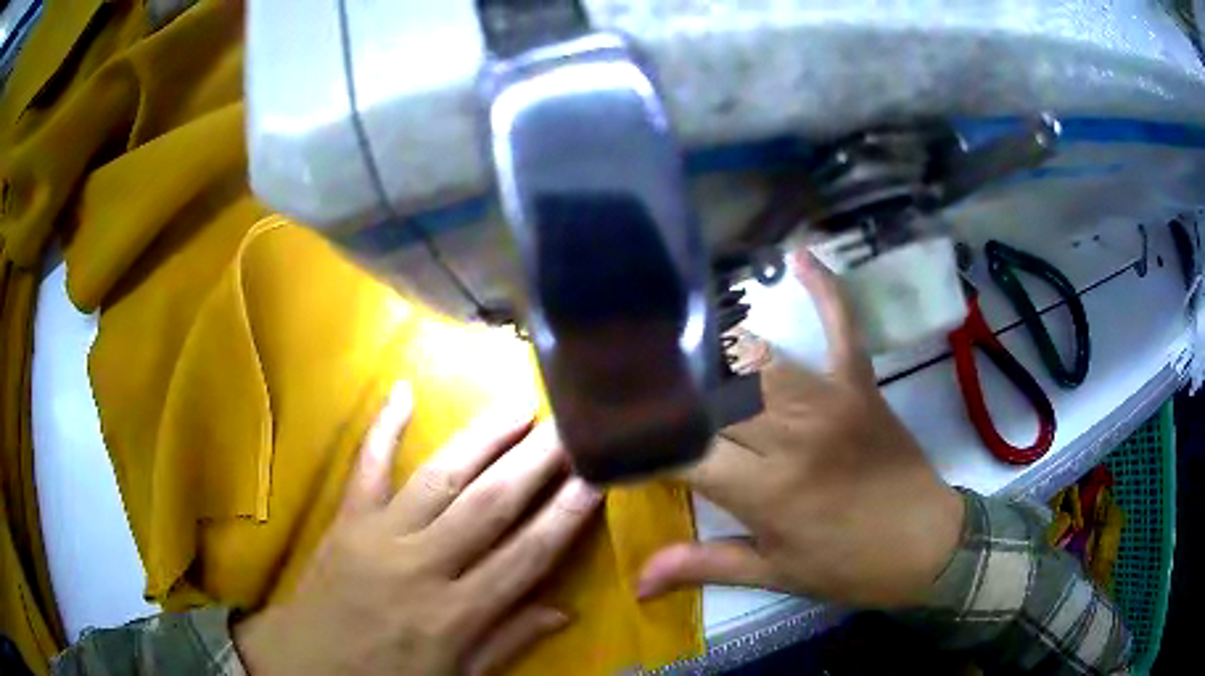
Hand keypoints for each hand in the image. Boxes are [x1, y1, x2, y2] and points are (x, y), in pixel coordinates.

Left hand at [234, 383, 602, 674]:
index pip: (524, 557)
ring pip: (439, 479)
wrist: (305, 665)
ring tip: (519, 406)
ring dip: (482, 440)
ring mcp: (378, 536)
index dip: (564, 516)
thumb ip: (507, 642)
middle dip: (535, 463)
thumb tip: (564, 610)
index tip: (596, 478)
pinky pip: (365, 467)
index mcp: (453, 614)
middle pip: (488, 507)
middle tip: (570, 426)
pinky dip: (383, 428)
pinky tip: (402, 389)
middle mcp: (420, 566)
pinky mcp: (345, 520)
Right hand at [638, 251, 964, 608]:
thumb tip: (635, 583)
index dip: (642, 443)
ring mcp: (831, 401)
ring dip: (718, 345)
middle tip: (633, 376)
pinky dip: (826, 290)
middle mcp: (792, 436)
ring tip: (679, 330)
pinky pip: (842, 326)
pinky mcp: (861, 384)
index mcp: (767, 490)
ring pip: (760, 357)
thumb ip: (702, 566)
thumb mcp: (774, 575)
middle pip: (714, 395)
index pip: (685, 452)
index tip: (611, 434)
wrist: (927, 545)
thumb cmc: (848, 567)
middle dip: (669, 386)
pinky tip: (800, 255)